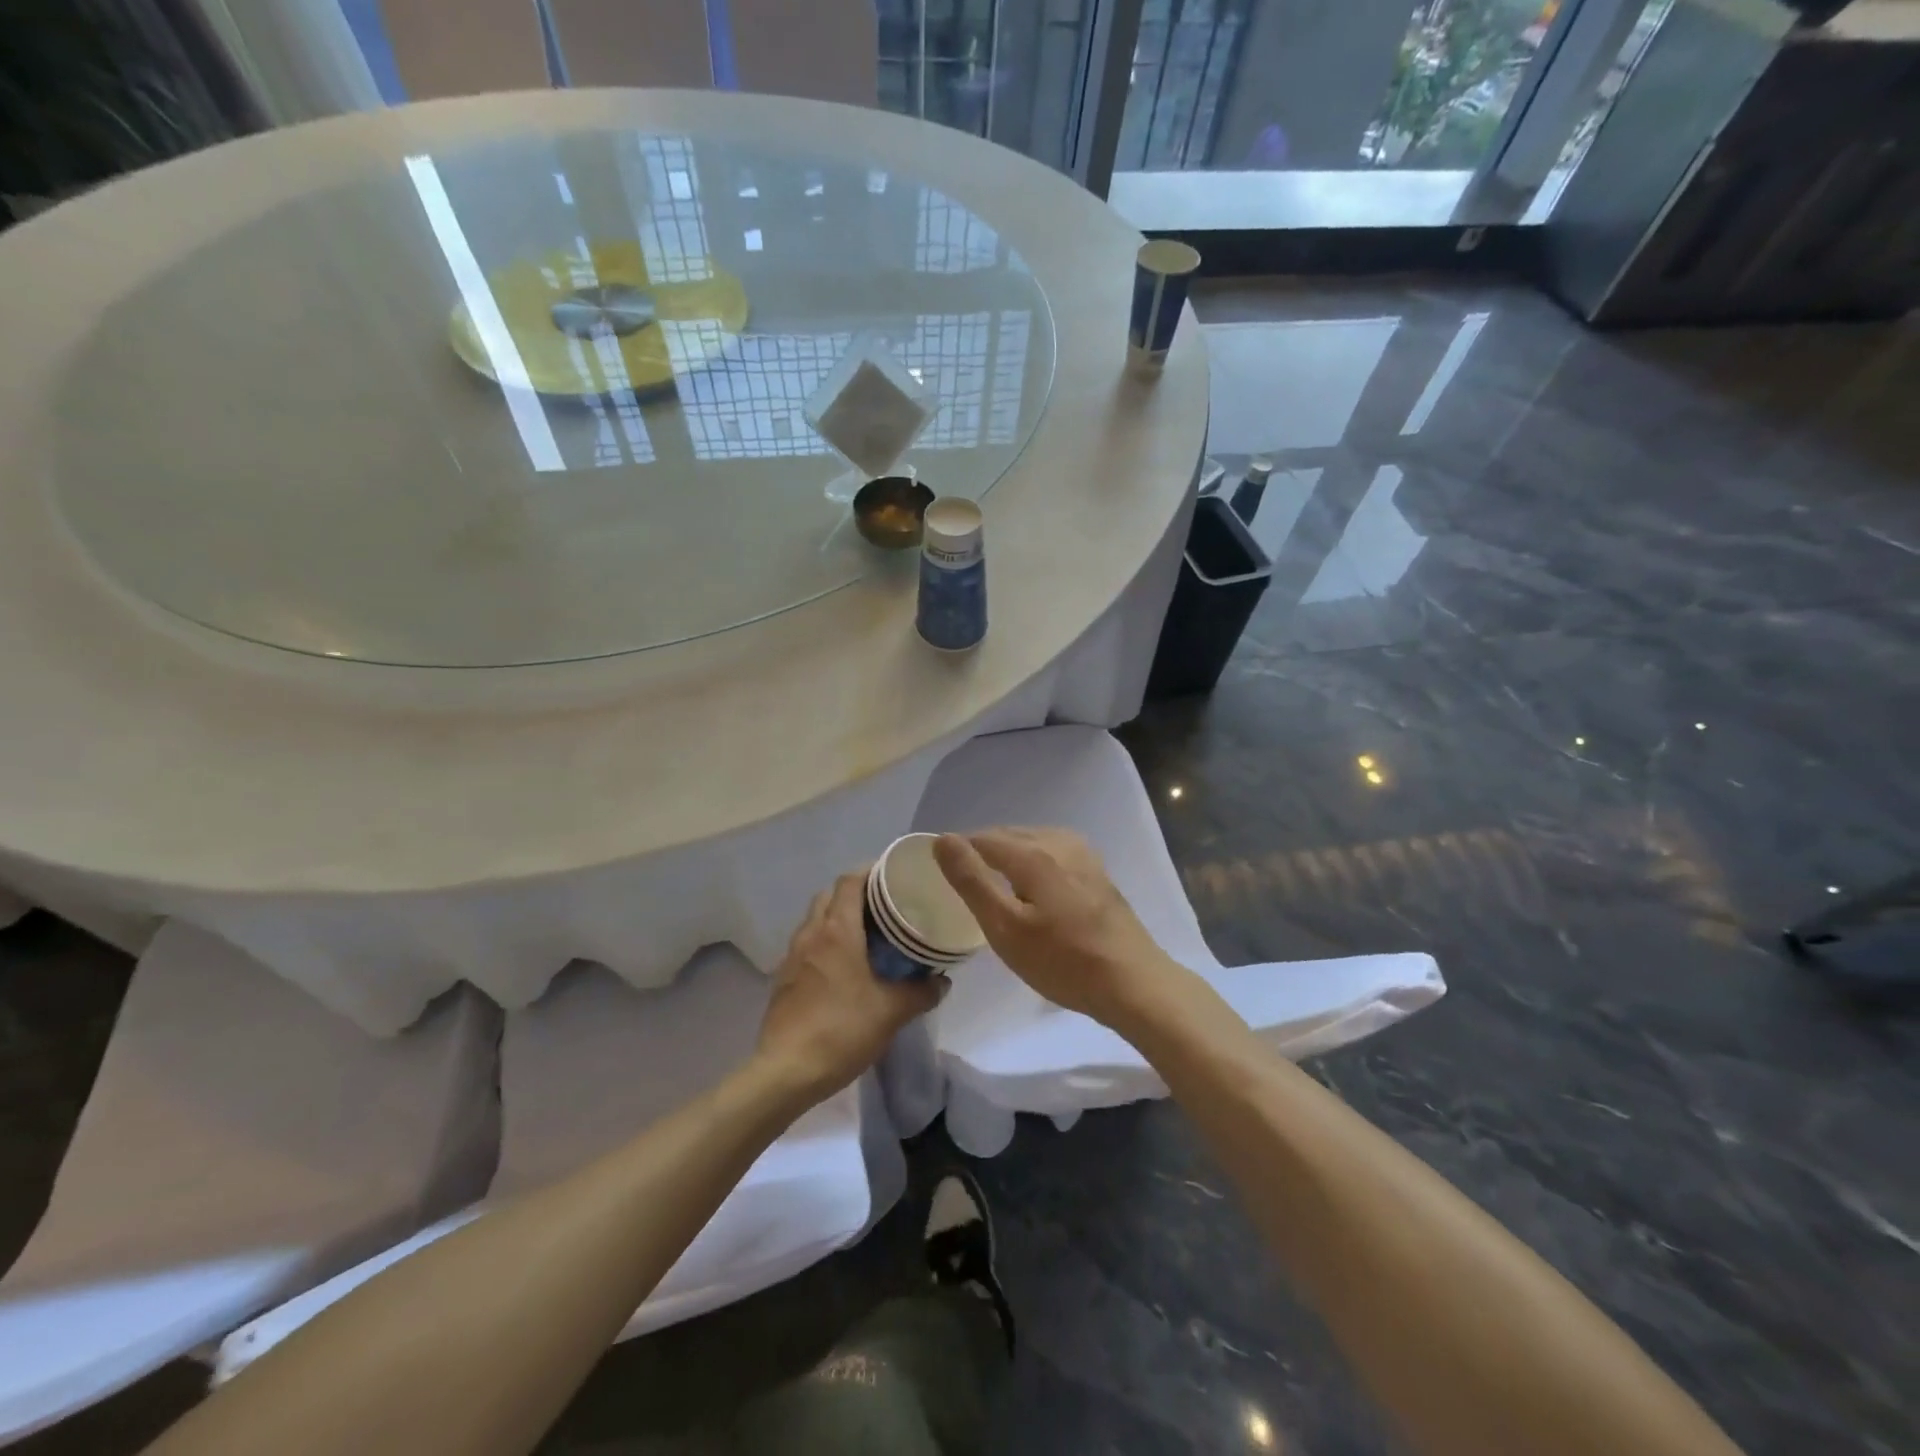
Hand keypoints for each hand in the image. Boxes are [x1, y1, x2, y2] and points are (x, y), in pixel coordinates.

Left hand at [756, 871, 945, 1103]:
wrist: (786, 1072)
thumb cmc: (842, 1030)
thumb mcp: (891, 1012)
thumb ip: (921, 992)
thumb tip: (943, 981)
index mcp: (837, 930)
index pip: (850, 881)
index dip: (871, 871)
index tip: (894, 876)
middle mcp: (811, 933)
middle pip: (830, 895)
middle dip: (856, 893)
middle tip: (885, 906)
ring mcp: (793, 955)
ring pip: (816, 919)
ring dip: (838, 917)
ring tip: (868, 934)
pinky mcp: (784, 978)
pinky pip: (807, 944)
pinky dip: (825, 942)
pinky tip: (844, 966)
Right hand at [932, 828, 1184, 1028]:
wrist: (1133, 982)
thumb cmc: (1063, 961)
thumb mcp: (1005, 927)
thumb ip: (972, 881)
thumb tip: (943, 840)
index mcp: (1032, 853)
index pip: (982, 838)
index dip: (957, 852)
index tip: (941, 876)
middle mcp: (1058, 842)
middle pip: (1008, 835)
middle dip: (982, 852)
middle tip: (963, 884)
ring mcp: (1083, 855)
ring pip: (1032, 841)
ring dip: (1008, 856)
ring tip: (994, 886)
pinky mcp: (1097, 871)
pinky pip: (1052, 852)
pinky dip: (1033, 862)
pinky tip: (1033, 887)